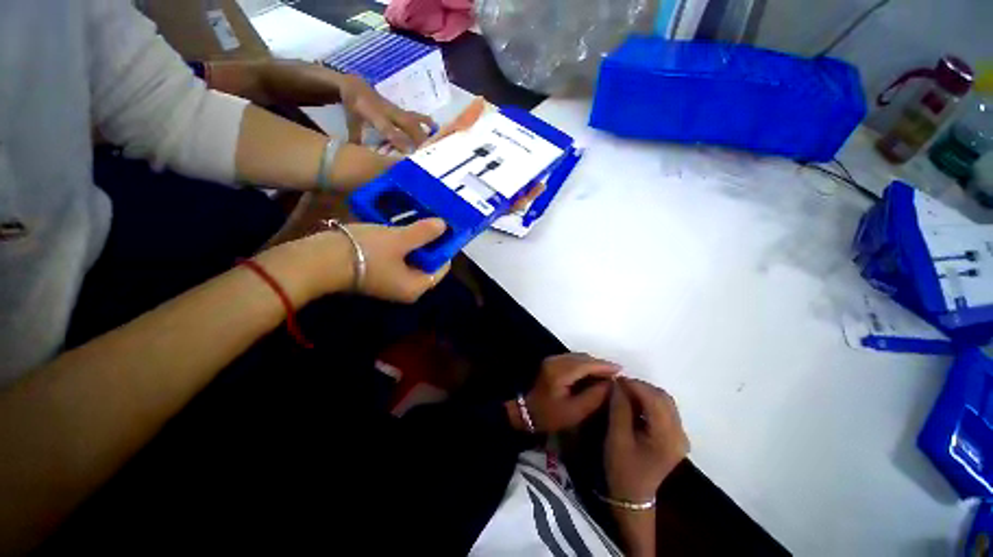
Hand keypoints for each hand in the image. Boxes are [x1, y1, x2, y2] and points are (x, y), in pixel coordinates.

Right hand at [301, 218, 449, 302]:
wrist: (316, 261)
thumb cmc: (364, 251)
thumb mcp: (399, 239)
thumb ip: (424, 233)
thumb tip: (443, 226)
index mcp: (416, 286)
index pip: (442, 267)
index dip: (445, 247)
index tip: (446, 228)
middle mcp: (406, 288)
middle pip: (427, 263)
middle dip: (429, 242)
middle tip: (432, 220)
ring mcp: (391, 282)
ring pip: (412, 258)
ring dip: (415, 240)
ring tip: (419, 218)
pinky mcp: (377, 274)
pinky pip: (398, 257)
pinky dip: (401, 243)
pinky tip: (400, 225)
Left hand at [338, 74, 435, 152]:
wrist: (356, 85)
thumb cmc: (354, 108)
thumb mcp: (351, 123)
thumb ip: (357, 140)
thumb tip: (362, 158)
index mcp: (373, 113)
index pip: (388, 128)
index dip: (399, 139)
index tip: (409, 152)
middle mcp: (388, 110)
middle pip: (407, 125)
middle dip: (417, 139)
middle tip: (425, 155)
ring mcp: (397, 109)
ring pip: (414, 120)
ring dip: (424, 134)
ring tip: (433, 147)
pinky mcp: (402, 110)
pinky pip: (417, 116)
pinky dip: (427, 123)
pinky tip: (435, 131)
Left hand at [515, 354, 619, 432]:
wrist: (527, 412)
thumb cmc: (551, 415)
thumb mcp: (576, 411)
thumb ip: (594, 396)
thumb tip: (611, 384)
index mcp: (560, 372)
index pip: (586, 364)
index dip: (604, 366)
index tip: (621, 371)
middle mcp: (556, 360)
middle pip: (583, 358)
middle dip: (600, 364)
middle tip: (617, 375)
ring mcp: (553, 359)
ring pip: (578, 357)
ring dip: (593, 364)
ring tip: (608, 375)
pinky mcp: (552, 362)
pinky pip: (573, 359)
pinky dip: (585, 365)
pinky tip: (593, 374)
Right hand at [605, 378, 689, 501]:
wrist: (633, 496)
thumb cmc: (622, 469)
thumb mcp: (616, 438)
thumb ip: (619, 408)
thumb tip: (617, 384)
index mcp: (667, 438)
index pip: (654, 400)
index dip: (635, 385)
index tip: (615, 380)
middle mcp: (680, 435)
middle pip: (663, 398)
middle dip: (640, 387)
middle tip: (619, 386)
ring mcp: (680, 436)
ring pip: (665, 401)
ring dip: (644, 393)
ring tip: (624, 393)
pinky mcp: (675, 437)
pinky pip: (664, 409)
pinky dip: (649, 401)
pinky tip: (634, 404)